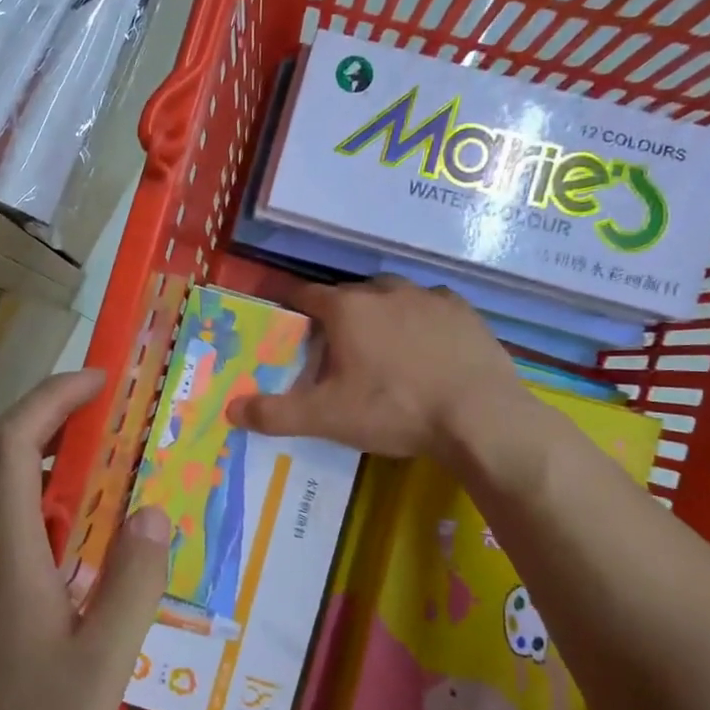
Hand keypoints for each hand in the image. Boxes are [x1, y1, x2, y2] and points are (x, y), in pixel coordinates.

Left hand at [0, 369, 170, 709]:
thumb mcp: (100, 668)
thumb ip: (132, 585)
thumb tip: (150, 514)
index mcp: (0, 553)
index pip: (11, 445)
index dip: (50, 400)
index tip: (96, 383)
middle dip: (42, 417)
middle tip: (97, 415)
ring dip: (28, 459)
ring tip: (84, 471)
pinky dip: (14, 500)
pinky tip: (50, 541)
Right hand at [227, 276, 530, 461]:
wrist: (480, 417)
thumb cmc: (394, 409)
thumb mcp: (327, 418)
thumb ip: (275, 413)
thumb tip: (230, 408)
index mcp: (346, 309)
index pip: (304, 294)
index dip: (289, 303)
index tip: (284, 317)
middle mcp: (384, 290)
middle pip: (348, 294)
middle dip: (337, 313)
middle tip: (335, 346)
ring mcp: (427, 296)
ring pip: (391, 296)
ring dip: (379, 312)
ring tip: (381, 345)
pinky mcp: (463, 310)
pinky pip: (429, 306)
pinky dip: (419, 319)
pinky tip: (425, 345)